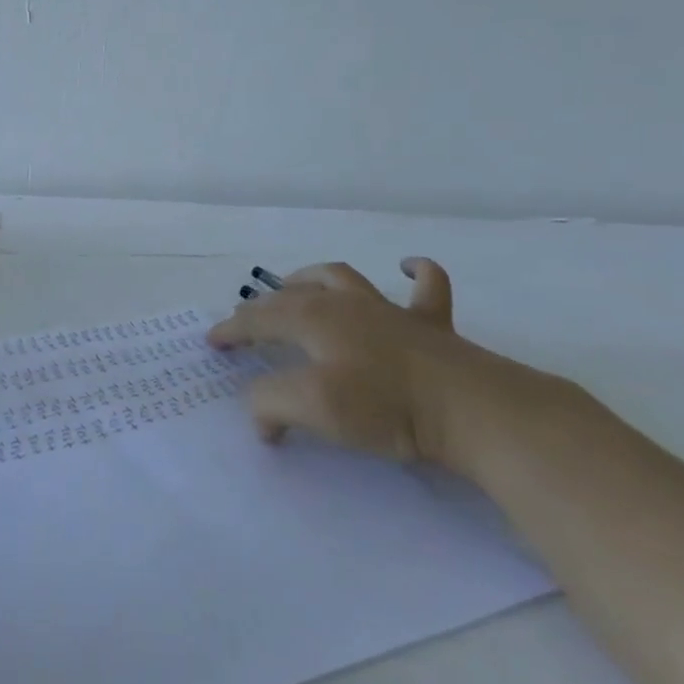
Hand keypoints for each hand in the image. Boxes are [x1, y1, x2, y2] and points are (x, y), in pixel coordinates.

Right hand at [208, 258, 480, 463]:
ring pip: (342, 277)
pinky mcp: (431, 325)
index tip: (212, 343)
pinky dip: (415, 272)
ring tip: (297, 285)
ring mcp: (390, 309)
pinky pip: (426, 285)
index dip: (232, 330)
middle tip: (247, 320)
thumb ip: (272, 404)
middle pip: (293, 294)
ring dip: (314, 278)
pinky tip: (406, 266)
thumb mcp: (313, 407)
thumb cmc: (385, 406)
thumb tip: (261, 417)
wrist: (471, 409)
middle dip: (263, 305)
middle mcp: (346, 303)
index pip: (259, 319)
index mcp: (314, 319)